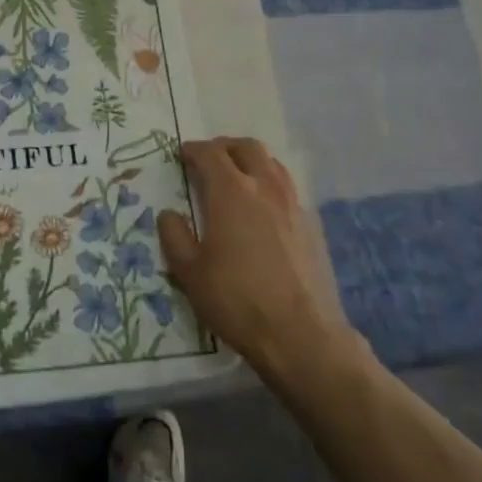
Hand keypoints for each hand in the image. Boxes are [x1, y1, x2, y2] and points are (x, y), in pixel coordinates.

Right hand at [159, 138, 367, 380]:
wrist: (301, 334)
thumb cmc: (237, 300)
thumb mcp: (190, 273)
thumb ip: (175, 236)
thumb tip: (169, 214)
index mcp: (231, 192)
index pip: (210, 154)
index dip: (194, 150)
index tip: (182, 154)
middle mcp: (265, 188)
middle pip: (247, 148)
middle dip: (225, 147)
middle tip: (209, 159)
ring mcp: (293, 204)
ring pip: (272, 164)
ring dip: (251, 161)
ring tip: (237, 177)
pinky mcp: (312, 225)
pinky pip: (287, 188)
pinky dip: (270, 184)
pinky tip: (263, 209)